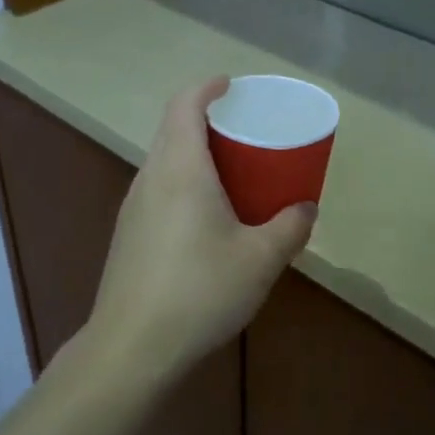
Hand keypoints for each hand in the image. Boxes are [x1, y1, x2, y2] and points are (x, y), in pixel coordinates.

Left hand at [86, 77, 315, 381]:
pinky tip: (208, 218)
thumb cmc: (200, 291)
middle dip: (206, 119)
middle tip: (244, 129)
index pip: (184, 105)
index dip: (207, 87)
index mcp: (180, 168)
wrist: (131, 349)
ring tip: (232, 171)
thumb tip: (306, 208)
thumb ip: (290, 227)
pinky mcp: (128, 235)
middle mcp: (151, 178)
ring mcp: (133, 208)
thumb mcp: (260, 259)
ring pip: (164, 161)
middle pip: (172, 129)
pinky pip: (159, 189)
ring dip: (194, 153)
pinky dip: (184, 182)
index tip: (231, 84)